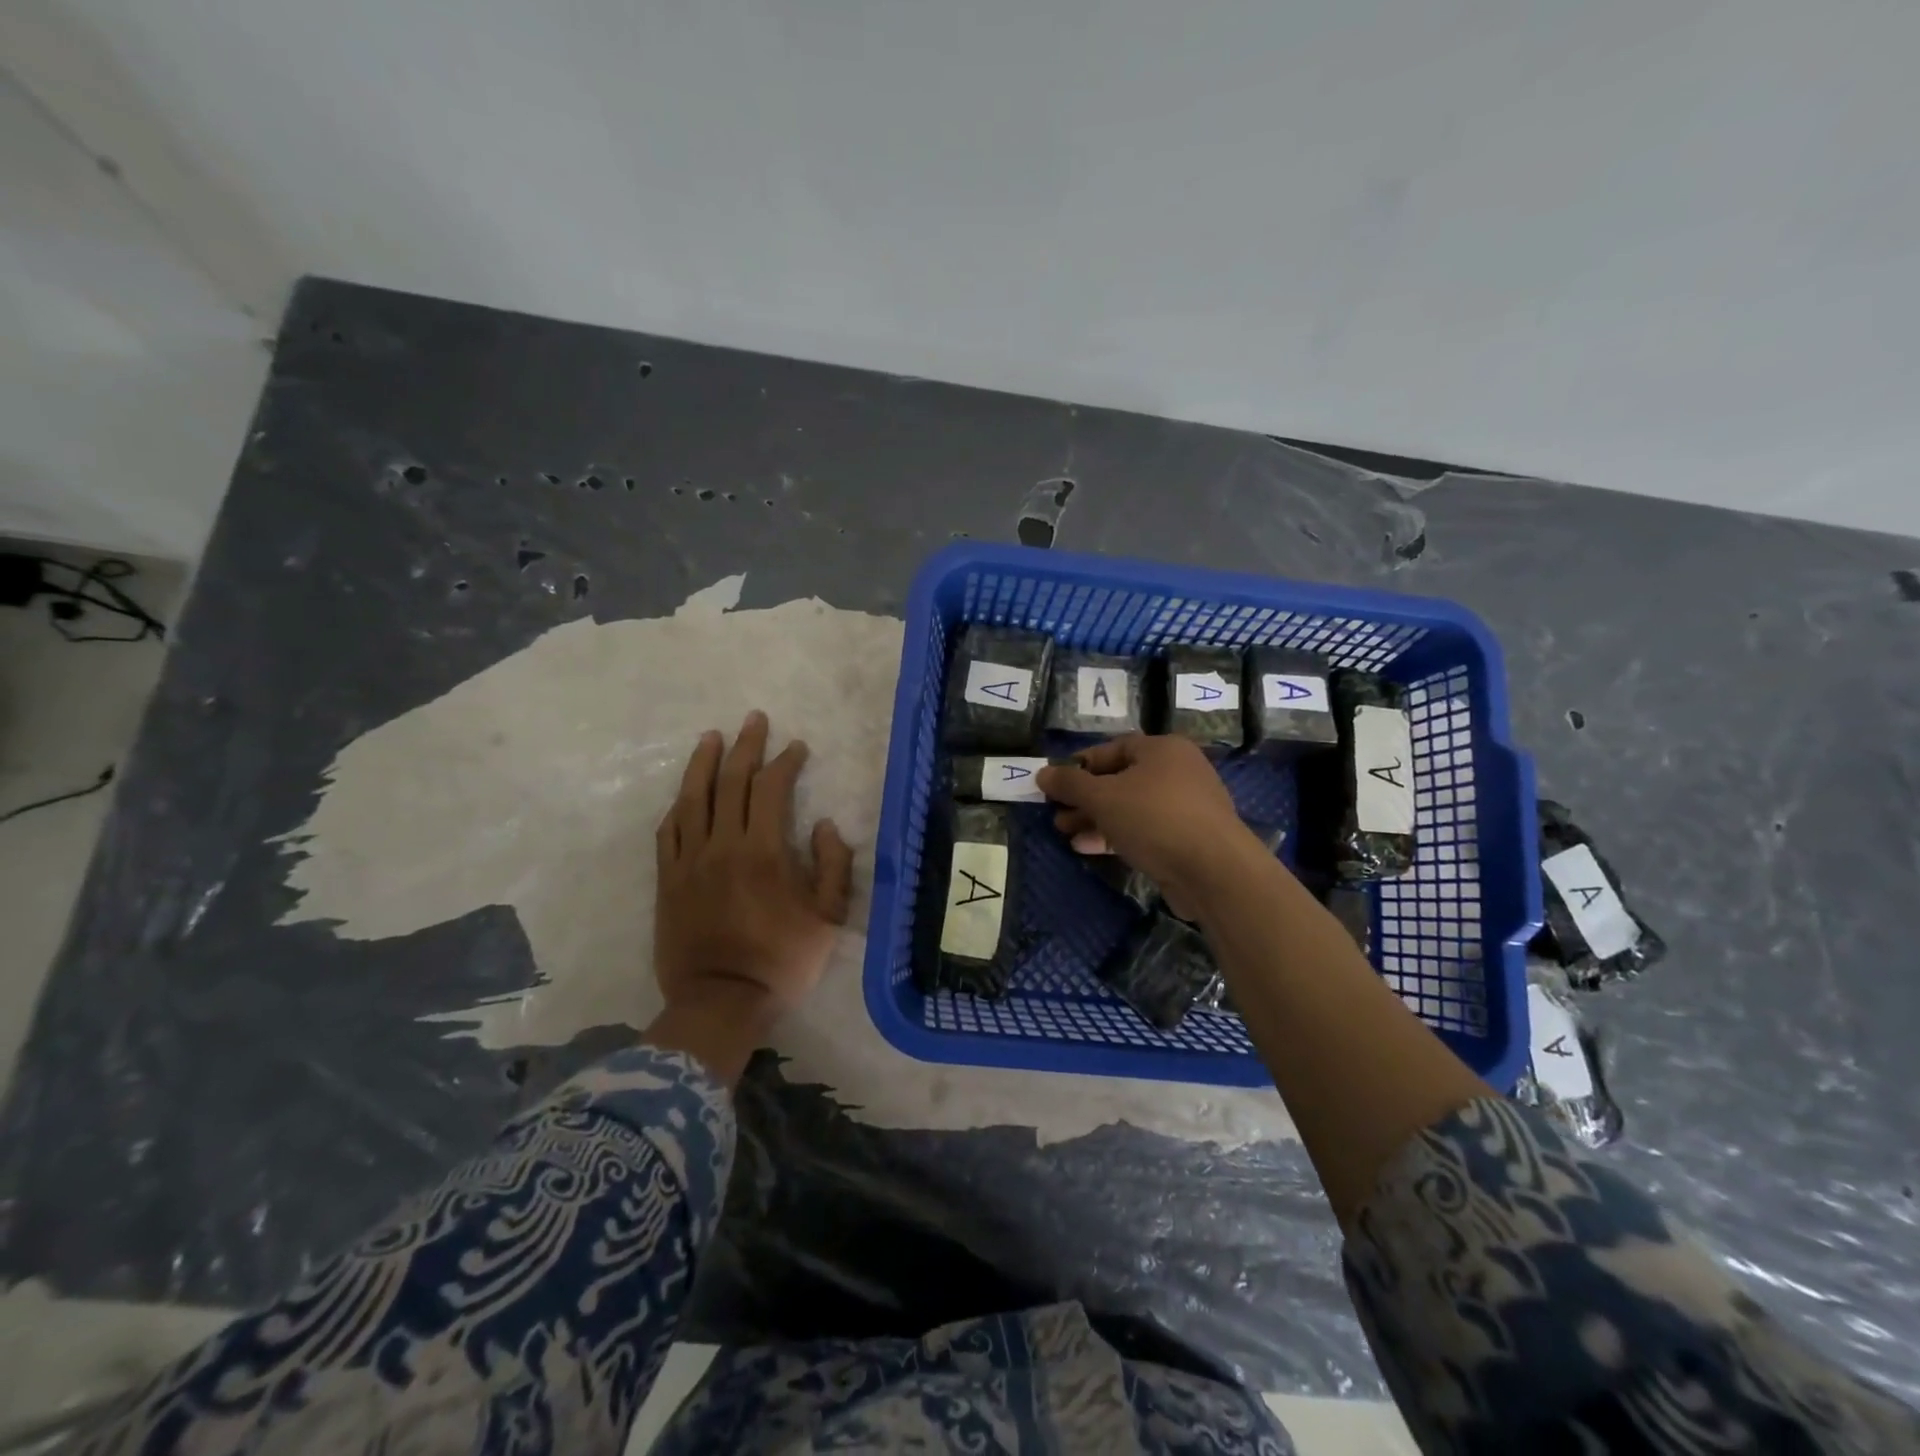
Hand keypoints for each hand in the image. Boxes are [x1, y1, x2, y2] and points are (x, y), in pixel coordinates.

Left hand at [648, 711, 853, 1080]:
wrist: (719, 1002)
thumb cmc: (781, 961)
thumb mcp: (828, 918)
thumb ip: (833, 866)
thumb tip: (822, 825)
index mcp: (763, 851)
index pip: (771, 789)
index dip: (785, 762)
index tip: (796, 747)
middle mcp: (722, 845)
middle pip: (730, 781)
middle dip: (745, 746)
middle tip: (754, 720)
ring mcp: (689, 861)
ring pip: (693, 798)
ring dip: (703, 763)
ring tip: (711, 737)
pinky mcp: (667, 880)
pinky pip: (668, 832)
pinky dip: (678, 806)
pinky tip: (685, 793)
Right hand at [1037, 735, 1255, 919]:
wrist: (1213, 871)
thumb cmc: (1155, 818)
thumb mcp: (1103, 797)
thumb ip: (1070, 784)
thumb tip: (1043, 773)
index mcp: (1162, 750)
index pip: (1111, 749)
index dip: (1079, 765)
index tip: (1053, 784)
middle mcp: (1177, 772)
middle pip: (1119, 779)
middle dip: (1084, 798)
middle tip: (1055, 813)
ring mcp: (1184, 807)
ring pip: (1129, 807)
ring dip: (1095, 819)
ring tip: (1065, 832)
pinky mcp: (1186, 838)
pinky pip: (1143, 830)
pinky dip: (1116, 835)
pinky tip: (1088, 847)